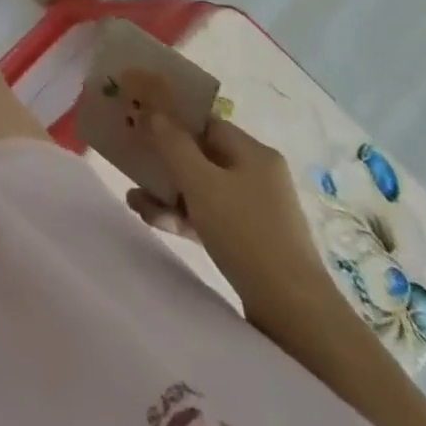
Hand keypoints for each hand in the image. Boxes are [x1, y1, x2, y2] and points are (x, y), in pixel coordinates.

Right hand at [121, 75, 335, 325]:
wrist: (293, 313)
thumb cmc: (245, 233)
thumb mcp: (200, 182)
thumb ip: (173, 143)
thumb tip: (155, 113)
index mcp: (253, 153)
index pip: (206, 122)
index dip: (173, 119)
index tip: (141, 122)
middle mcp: (258, 175)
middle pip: (201, 155)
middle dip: (164, 160)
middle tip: (131, 162)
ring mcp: (256, 210)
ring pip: (202, 188)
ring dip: (167, 191)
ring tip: (134, 200)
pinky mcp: (252, 241)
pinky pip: (210, 216)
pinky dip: (182, 215)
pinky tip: (153, 219)